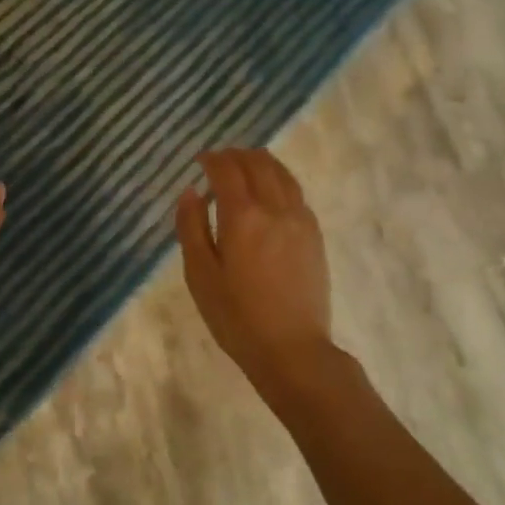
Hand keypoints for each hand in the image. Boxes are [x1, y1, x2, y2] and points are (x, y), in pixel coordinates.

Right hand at [176, 148, 332, 386]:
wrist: (291, 349)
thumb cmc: (236, 317)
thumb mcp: (200, 275)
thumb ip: (191, 228)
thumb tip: (190, 192)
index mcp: (243, 217)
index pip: (227, 171)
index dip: (212, 159)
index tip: (199, 160)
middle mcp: (275, 209)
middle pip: (258, 164)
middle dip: (236, 156)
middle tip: (219, 159)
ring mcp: (300, 221)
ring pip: (282, 174)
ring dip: (261, 162)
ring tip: (245, 164)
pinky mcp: (314, 235)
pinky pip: (296, 192)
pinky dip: (279, 180)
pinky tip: (270, 191)